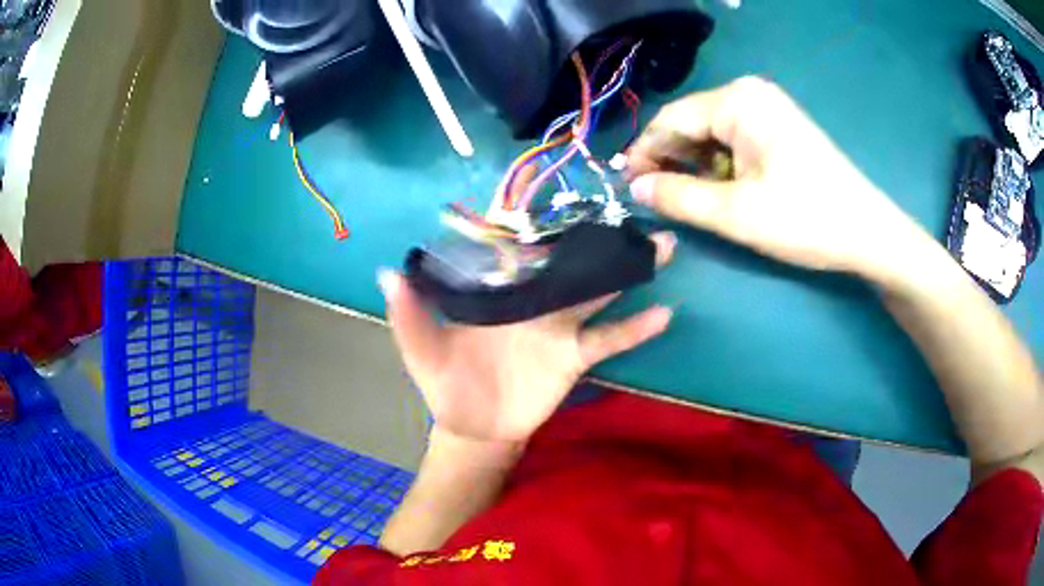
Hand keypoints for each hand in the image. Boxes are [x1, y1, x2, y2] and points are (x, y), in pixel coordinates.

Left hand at [378, 233, 674, 444]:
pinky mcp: (574, 355)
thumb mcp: (420, 349)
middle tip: (628, 209)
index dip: (532, 218)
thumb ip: (408, 313)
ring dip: (629, 270)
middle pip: (569, 261)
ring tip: (662, 245)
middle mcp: (533, 299)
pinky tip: (664, 312)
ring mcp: (558, 326)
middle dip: (597, 236)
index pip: (516, 246)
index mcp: (497, 291)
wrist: (473, 427)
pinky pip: (609, 338)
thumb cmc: (445, 383)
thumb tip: (388, 272)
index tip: (553, 186)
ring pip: (598, 290)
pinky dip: (636, 328)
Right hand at [627, 76, 933, 282]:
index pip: (671, 119)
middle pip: (691, 123)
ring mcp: (768, 108)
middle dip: (671, 160)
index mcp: (737, 101)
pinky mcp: (780, 127)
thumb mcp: (735, 213)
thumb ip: (678, 197)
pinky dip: (721, 165)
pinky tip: (723, 189)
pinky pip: (735, 139)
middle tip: (655, 199)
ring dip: (696, 166)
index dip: (644, 153)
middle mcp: (749, 93)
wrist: (868, 232)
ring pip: (712, 133)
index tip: (627, 188)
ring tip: (690, 200)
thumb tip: (636, 188)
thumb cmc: (805, 219)